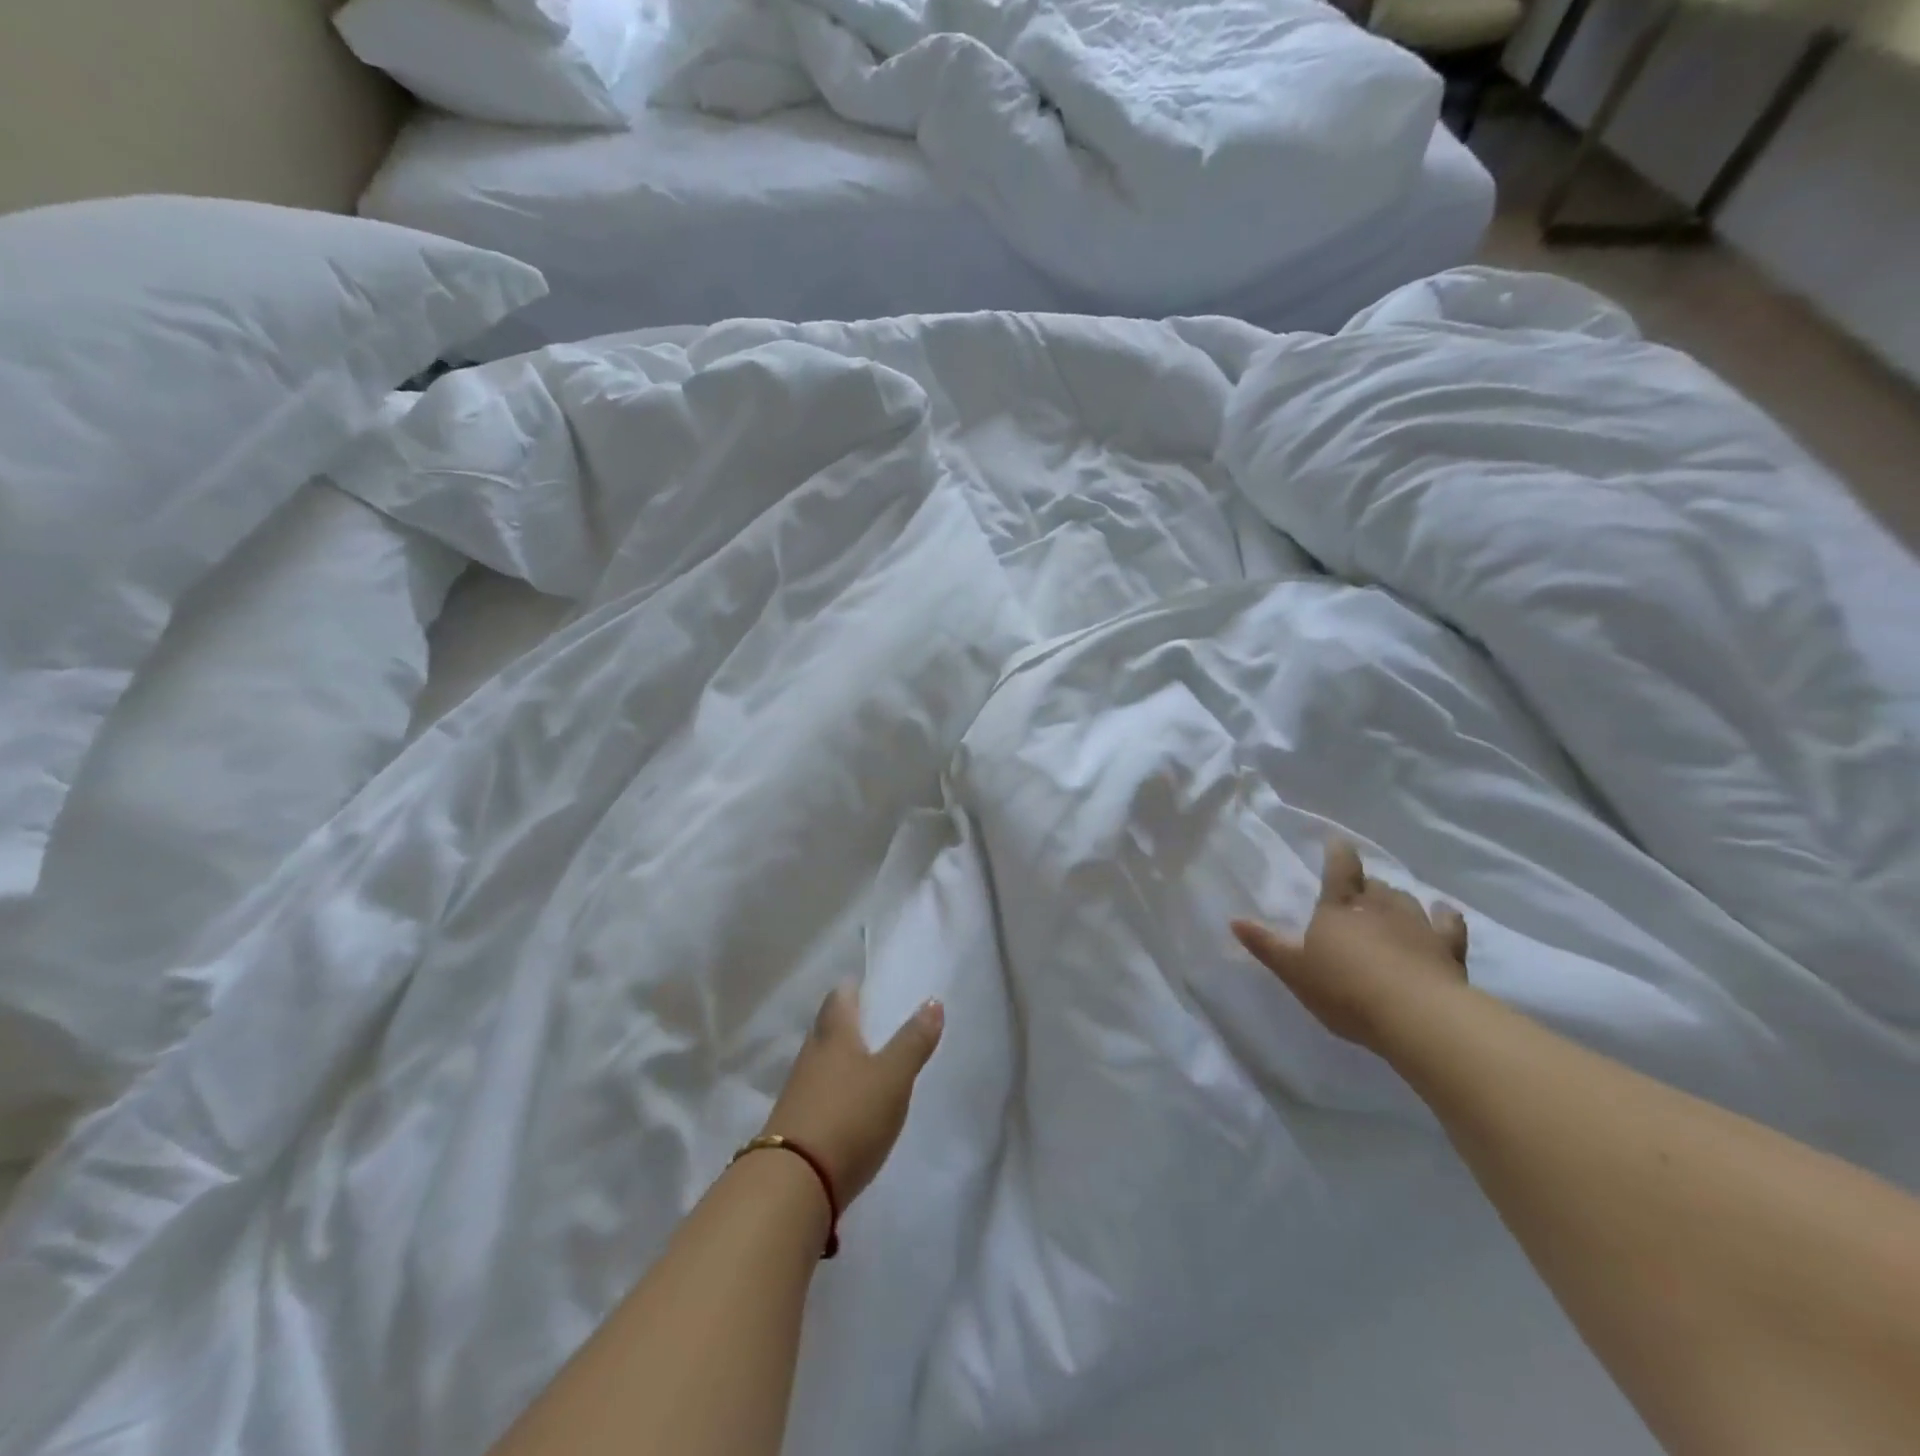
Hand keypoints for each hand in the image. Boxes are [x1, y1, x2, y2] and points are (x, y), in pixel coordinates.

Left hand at [760, 984, 944, 1206]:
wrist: (794, 1184)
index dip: (854, 988)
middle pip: (828, 1028)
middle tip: (873, 1021)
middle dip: (847, 1022)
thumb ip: (913, 1041)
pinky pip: (817, 1094)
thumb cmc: (849, 1116)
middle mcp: (811, 1055)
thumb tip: (933, 1000)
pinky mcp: (794, 1126)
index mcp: (834, 1034)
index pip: (840, 997)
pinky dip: (834, 1091)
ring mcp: (798, 1091)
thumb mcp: (893, 1077)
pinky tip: (850, 1103)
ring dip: (840, 1059)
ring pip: (821, 1062)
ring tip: (867, 1062)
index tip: (868, 985)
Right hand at [1232, 839, 1469, 1053]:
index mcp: (1339, 908)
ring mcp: (1417, 925)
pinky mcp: (1447, 948)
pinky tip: (1445, 913)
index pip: (1339, 870)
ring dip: (1397, 901)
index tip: (1337, 842)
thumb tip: (1234, 920)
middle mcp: (1379, 907)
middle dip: (1365, 886)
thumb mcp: (1295, 971)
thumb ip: (1266, 946)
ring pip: (1406, 900)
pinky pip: (1448, 925)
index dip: (1338, 854)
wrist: (1415, 1016)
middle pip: (1373, 885)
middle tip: (1358, 895)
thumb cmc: (1345, 990)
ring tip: (1391, 908)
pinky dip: (1445, 917)